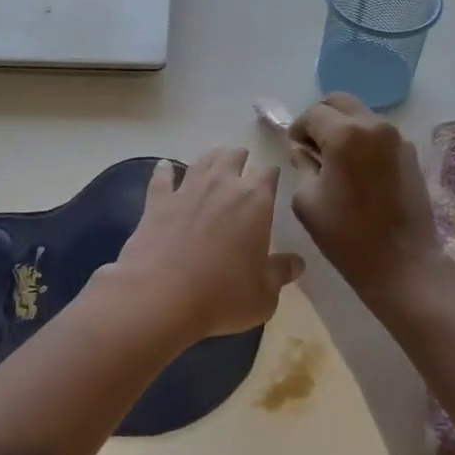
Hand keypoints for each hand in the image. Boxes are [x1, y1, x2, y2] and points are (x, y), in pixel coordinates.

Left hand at [101, 148, 303, 342]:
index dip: (271, 174)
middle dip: (241, 158)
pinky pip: (161, 178)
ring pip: (202, 161)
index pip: (268, 173)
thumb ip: (280, 273)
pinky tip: (164, 166)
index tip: (273, 179)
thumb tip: (296, 263)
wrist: (160, 297)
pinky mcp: (157, 202)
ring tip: (215, 159)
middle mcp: (222, 185)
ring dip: (210, 158)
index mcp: (254, 200)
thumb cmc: (222, 295)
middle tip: (243, 164)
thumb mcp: (264, 294)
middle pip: (233, 157)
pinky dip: (164, 171)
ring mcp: (186, 190)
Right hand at [289, 94, 444, 300]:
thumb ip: (301, 165)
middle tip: (312, 145)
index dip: (298, 128)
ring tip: (334, 158)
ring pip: (361, 115)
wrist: (403, 263)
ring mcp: (396, 137)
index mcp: (345, 134)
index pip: (312, 114)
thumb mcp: (307, 200)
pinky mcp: (410, 153)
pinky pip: (378, 133)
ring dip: (343, 127)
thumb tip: (302, 150)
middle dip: (321, 118)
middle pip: (339, 102)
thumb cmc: (347, 235)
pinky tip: (357, 170)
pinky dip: (363, 140)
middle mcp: (374, 125)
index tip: (294, 148)